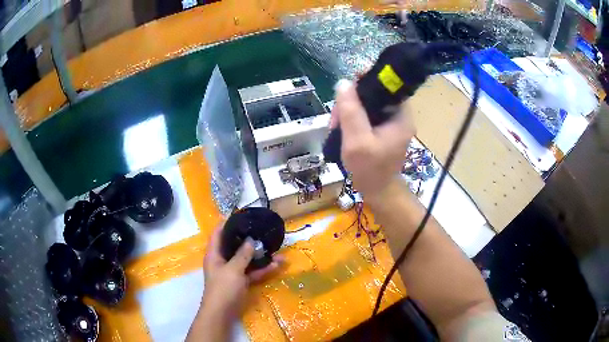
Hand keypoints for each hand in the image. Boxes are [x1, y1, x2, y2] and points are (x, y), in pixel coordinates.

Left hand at [201, 227, 282, 320]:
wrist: (222, 313)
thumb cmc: (223, 288)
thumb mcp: (233, 270)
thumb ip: (242, 255)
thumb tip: (251, 239)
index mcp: (214, 254)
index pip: (218, 234)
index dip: (225, 223)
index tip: (237, 214)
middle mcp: (223, 261)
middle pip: (235, 245)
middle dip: (248, 238)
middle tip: (261, 229)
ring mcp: (233, 272)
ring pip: (247, 260)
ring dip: (260, 256)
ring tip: (276, 248)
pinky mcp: (241, 281)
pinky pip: (253, 272)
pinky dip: (263, 269)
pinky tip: (277, 265)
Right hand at [331, 80, 414, 201]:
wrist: (377, 191)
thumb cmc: (370, 169)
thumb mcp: (358, 141)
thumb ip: (351, 112)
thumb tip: (344, 83)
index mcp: (401, 116)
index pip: (387, 86)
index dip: (367, 81)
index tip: (347, 88)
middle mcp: (399, 116)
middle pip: (373, 94)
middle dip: (351, 102)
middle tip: (336, 118)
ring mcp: (391, 123)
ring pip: (367, 105)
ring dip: (348, 112)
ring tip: (335, 127)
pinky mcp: (383, 130)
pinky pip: (366, 116)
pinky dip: (352, 120)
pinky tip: (342, 130)